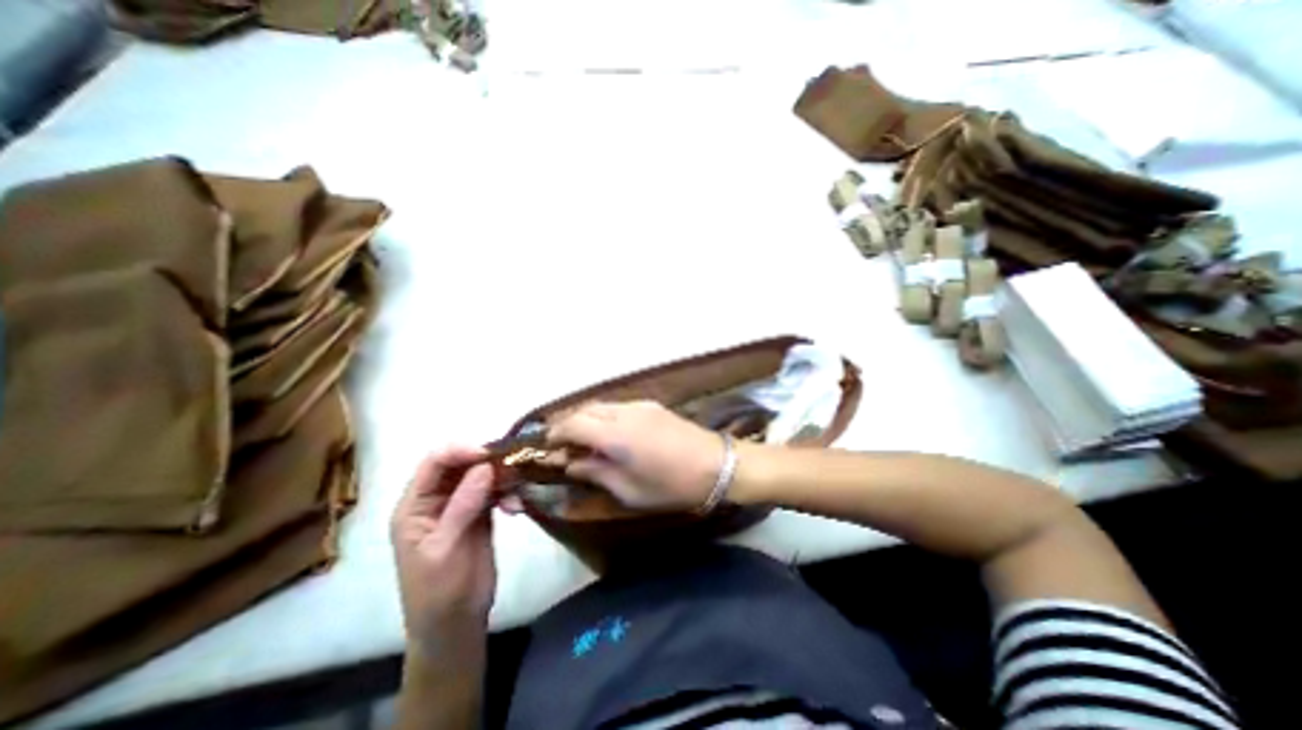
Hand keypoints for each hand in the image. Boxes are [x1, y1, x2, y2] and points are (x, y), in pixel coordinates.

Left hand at [387, 444, 496, 661]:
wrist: (455, 624)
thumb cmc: (438, 591)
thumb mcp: (445, 549)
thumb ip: (463, 506)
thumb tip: (485, 467)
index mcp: (414, 506)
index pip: (434, 464)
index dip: (460, 451)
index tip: (490, 452)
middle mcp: (436, 500)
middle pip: (460, 465)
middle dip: (486, 461)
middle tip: (513, 464)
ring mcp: (460, 505)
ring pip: (481, 475)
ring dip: (501, 478)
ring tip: (516, 491)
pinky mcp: (481, 513)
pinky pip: (495, 491)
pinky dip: (508, 493)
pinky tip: (516, 506)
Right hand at [546, 398, 728, 512]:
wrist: (717, 465)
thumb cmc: (671, 486)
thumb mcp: (629, 490)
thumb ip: (595, 473)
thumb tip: (571, 464)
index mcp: (615, 435)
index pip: (573, 424)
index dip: (556, 434)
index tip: (549, 447)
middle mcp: (624, 413)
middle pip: (585, 409)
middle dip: (568, 423)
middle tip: (563, 444)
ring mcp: (640, 405)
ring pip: (602, 405)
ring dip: (587, 418)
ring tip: (584, 440)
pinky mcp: (652, 405)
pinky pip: (618, 407)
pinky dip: (605, 416)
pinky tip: (609, 434)